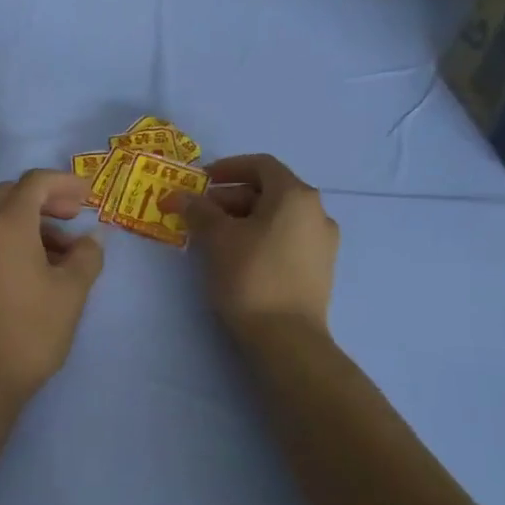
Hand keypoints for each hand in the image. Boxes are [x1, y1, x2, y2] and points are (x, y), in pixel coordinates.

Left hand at [0, 170, 104, 404]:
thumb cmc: (31, 330)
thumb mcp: (71, 292)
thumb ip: (87, 255)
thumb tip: (92, 237)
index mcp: (6, 224)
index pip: (34, 183)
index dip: (65, 183)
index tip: (89, 197)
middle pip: (12, 194)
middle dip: (46, 198)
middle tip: (74, 216)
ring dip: (31, 220)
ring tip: (63, 251)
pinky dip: (13, 238)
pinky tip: (37, 267)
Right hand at [173, 154, 338, 339]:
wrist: (287, 339)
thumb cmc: (250, 276)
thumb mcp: (217, 238)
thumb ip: (199, 210)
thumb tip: (182, 197)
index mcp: (295, 195)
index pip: (261, 165)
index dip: (228, 167)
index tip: (201, 181)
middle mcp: (316, 212)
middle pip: (269, 191)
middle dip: (230, 198)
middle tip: (199, 213)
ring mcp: (322, 243)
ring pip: (277, 217)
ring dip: (243, 219)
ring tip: (213, 237)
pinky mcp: (319, 269)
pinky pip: (286, 239)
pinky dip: (260, 237)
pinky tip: (237, 257)